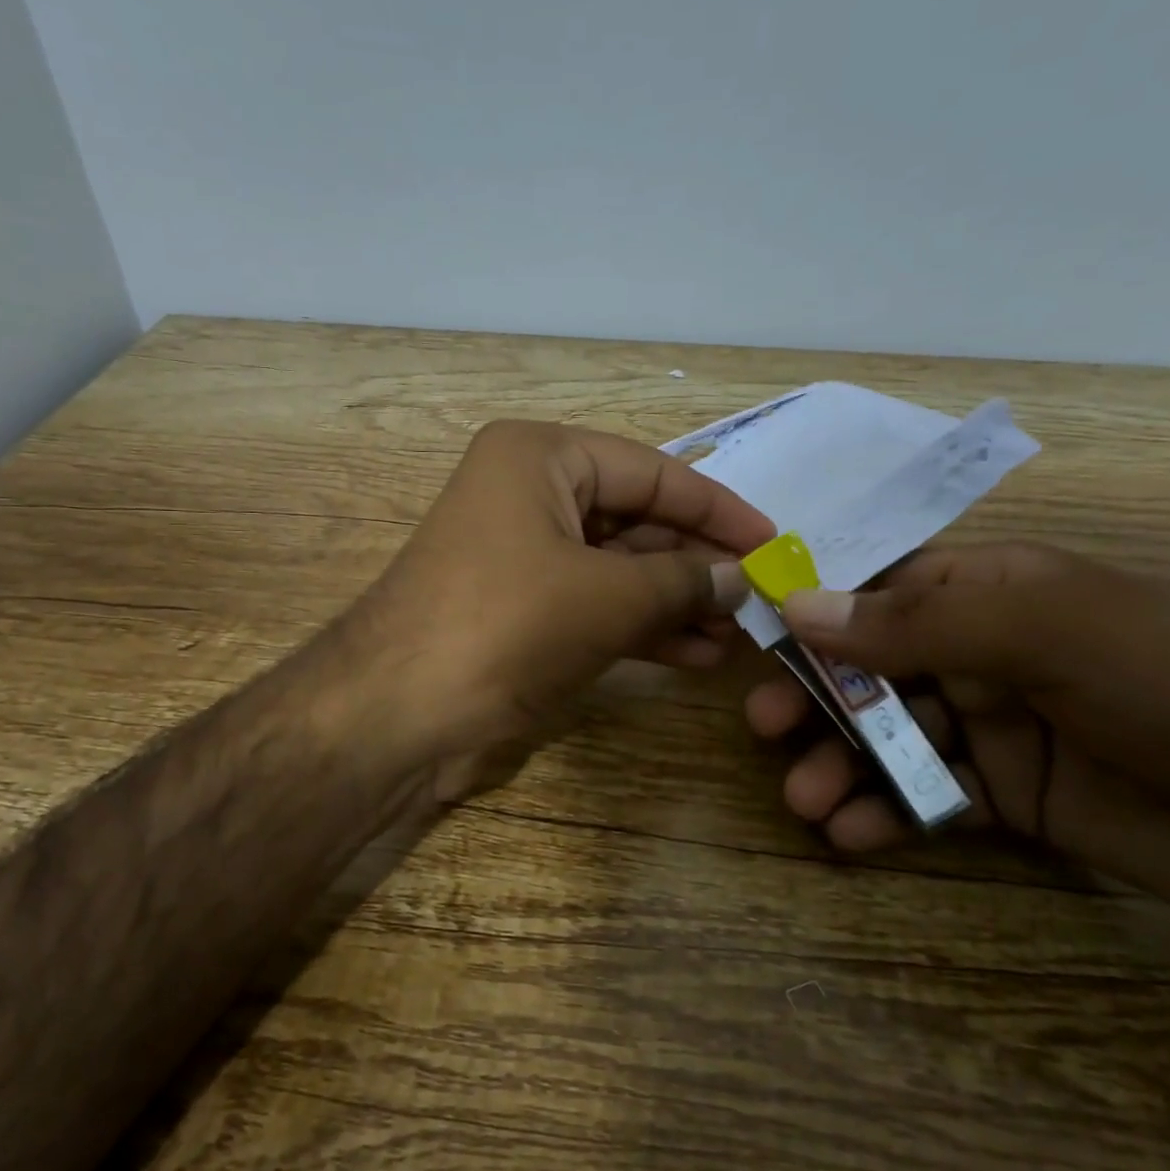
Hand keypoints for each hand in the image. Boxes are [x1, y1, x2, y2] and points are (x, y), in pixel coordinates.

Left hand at [343, 420, 774, 797]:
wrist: (395, 713)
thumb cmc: (506, 626)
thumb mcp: (608, 597)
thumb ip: (683, 580)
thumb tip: (742, 578)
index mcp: (540, 457)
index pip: (652, 471)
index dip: (717, 508)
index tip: (773, 540)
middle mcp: (528, 492)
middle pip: (636, 518)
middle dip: (697, 562)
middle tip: (760, 597)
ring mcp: (521, 553)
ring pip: (618, 567)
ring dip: (676, 600)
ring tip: (738, 633)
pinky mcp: (519, 608)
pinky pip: (594, 604)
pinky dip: (642, 626)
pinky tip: (695, 653)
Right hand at [747, 542, 1169, 928]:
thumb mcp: (1047, 629)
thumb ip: (918, 623)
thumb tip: (800, 607)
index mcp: (987, 591)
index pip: (878, 589)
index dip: (815, 609)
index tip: (756, 638)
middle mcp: (980, 652)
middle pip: (870, 666)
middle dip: (817, 696)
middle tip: (765, 727)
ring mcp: (993, 725)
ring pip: (890, 736)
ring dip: (841, 763)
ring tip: (804, 798)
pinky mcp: (1008, 795)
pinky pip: (927, 797)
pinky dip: (885, 814)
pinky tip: (850, 833)